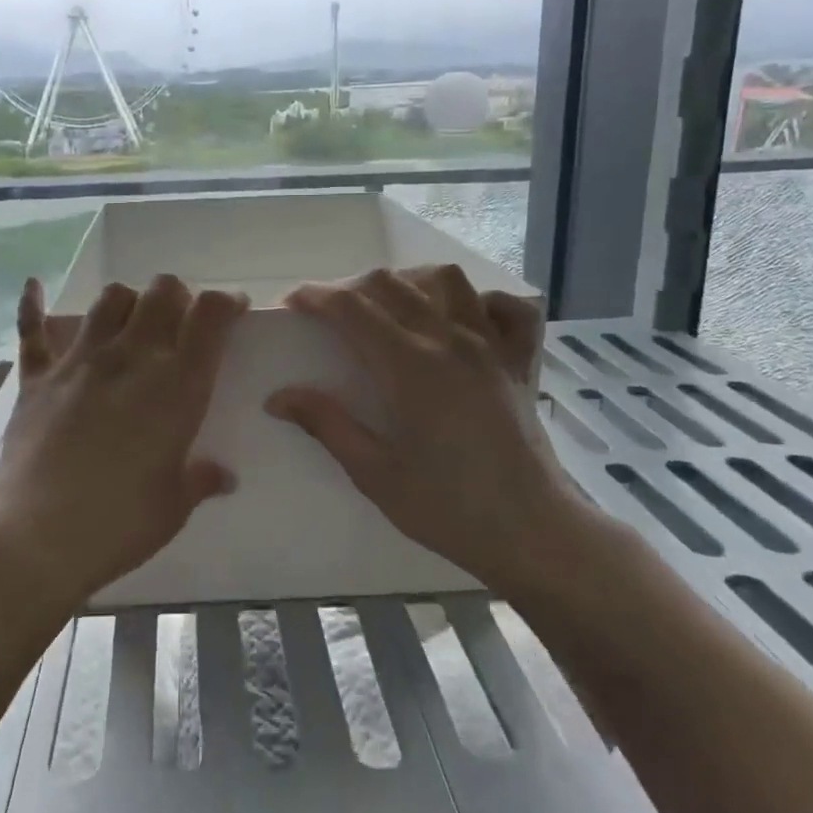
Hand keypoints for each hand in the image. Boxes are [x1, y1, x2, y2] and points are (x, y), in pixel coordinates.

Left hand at [0, 275, 245, 615]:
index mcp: (176, 386)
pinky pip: (32, 329)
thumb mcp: (173, 507)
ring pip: (110, 298)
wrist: (33, 538)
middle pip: (162, 291)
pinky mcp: (37, 377)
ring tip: (132, 325)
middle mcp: (131, 358)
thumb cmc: (117, 524)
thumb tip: (223, 477)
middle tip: (180, 325)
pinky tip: (34, 286)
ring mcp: (79, 362)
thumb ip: (200, 481)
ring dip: (129, 302)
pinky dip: (34, 305)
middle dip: (178, 297)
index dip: (226, 302)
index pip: (210, 315)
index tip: (233, 311)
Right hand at [266, 266, 583, 590]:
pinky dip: (476, 299)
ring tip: (386, 308)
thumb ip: (328, 425)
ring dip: (406, 282)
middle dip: (349, 288)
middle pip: (390, 284)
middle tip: (327, 316)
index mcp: (410, 367)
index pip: (352, 307)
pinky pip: (502, 306)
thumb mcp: (375, 474)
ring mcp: (489, 345)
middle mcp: (449, 340)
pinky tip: (457, 318)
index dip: (315, 296)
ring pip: (444, 280)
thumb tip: (278, 397)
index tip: (291, 305)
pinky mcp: (517, 360)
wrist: (533, 532)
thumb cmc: (449, 509)